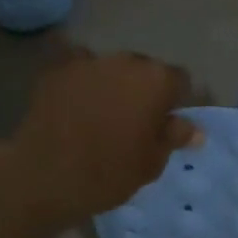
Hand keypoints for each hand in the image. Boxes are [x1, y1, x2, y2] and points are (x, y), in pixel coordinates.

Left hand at [9, 46, 201, 226]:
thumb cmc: (107, 173)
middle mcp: (126, 61)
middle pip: (144, 69)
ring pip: (110, 67)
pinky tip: (73, 100)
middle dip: (142, 89)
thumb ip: (172, 138)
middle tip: (131, 121)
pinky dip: (80, 79)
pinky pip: (77, 67)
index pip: (179, 80)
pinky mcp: (57, 69)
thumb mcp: (150, 163)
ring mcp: (89, 61)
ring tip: (99, 112)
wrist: (44, 175)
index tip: (162, 124)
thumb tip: (193, 129)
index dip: (173, 101)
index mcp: (156, 81)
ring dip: (111, 83)